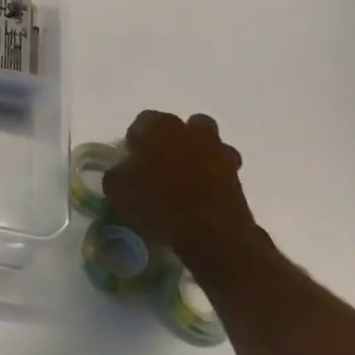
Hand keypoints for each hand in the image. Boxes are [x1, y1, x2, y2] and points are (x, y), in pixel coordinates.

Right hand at [102, 111, 258, 270]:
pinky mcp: (237, 174)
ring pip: (206, 142)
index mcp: (158, 126)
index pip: (142, 121)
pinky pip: (222, 167)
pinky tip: (203, 194)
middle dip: (171, 140)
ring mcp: (217, 150)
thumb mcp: (117, 190)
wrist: (211, 233)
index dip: (136, 140)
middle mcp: (189, 130)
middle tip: (160, 165)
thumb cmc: (158, 203)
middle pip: (179, 126)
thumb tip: (122, 171)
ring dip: (197, 154)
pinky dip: (214, 176)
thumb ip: (117, 174)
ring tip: (186, 179)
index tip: (132, 160)